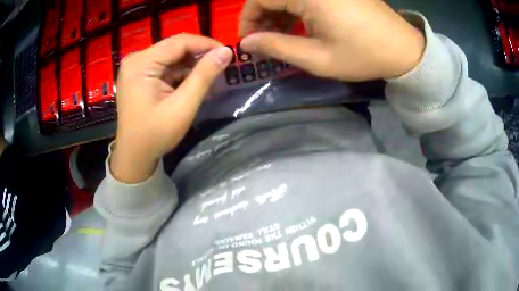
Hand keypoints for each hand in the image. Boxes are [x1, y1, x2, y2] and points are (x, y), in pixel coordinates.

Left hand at [111, 34, 232, 182]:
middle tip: (221, 66)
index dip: (206, 44)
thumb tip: (226, 51)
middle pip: (174, 47)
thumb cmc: (155, 134)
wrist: (134, 155)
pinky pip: (164, 66)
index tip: (227, 53)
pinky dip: (180, 73)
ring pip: (171, 56)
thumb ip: (204, 76)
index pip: (179, 42)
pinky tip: (192, 83)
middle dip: (199, 56)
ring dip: (191, 66)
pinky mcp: (139, 74)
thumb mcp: (183, 106)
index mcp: (141, 63)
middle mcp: (136, 59)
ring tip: (209, 78)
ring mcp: (136, 66)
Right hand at [238, 0, 424, 80]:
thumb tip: (247, 43)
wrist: (403, 49)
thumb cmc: (363, 55)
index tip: (248, 41)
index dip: (248, 19)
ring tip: (280, 36)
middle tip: (263, 40)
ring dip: (278, 12)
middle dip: (262, 16)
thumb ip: (277, 47)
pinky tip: (298, 25)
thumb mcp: (317, 58)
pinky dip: (295, 8)